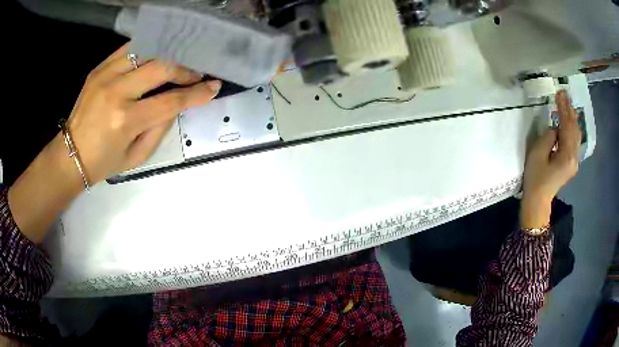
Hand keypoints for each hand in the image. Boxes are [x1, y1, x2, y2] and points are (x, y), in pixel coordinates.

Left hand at [8, 43, 220, 241]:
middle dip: (185, 69)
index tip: (213, 87)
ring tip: (177, 64)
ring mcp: (105, 75)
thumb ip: (160, 128)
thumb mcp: (137, 157)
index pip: (170, 100)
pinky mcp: (99, 68)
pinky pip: (130, 48)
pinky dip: (148, 50)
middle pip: (162, 67)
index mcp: (125, 120)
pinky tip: (156, 56)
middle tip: (195, 75)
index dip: (196, 93)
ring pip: (147, 51)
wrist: (71, 155)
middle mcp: (116, 91)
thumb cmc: (104, 162)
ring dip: (168, 56)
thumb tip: (177, 103)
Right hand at [520, 90, 581, 228]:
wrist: (538, 201)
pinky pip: (574, 141)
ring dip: (572, 118)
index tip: (559, 93)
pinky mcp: (571, 163)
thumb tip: (555, 129)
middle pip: (574, 129)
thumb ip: (549, 137)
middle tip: (564, 94)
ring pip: (576, 135)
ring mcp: (574, 162)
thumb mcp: (537, 154)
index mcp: (567, 156)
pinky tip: (569, 121)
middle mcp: (574, 158)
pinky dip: (572, 128)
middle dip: (569, 111)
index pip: (567, 126)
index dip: (564, 108)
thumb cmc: (535, 178)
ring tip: (567, 104)